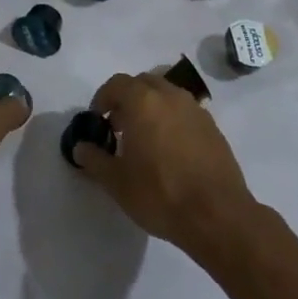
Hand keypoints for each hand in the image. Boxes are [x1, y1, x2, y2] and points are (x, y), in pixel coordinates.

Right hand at [71, 72, 257, 256]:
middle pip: (143, 83)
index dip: (103, 98)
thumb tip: (81, 147)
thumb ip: (94, 159)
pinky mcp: (213, 127)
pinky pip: (185, 112)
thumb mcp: (116, 182)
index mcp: (143, 102)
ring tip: (145, 139)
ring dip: (151, 107)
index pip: (117, 84)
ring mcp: (195, 110)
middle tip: (118, 127)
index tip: (97, 120)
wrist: (217, 215)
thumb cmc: (160, 194)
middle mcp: (170, 96)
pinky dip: (172, 120)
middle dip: (127, 99)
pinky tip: (170, 151)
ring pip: (167, 95)